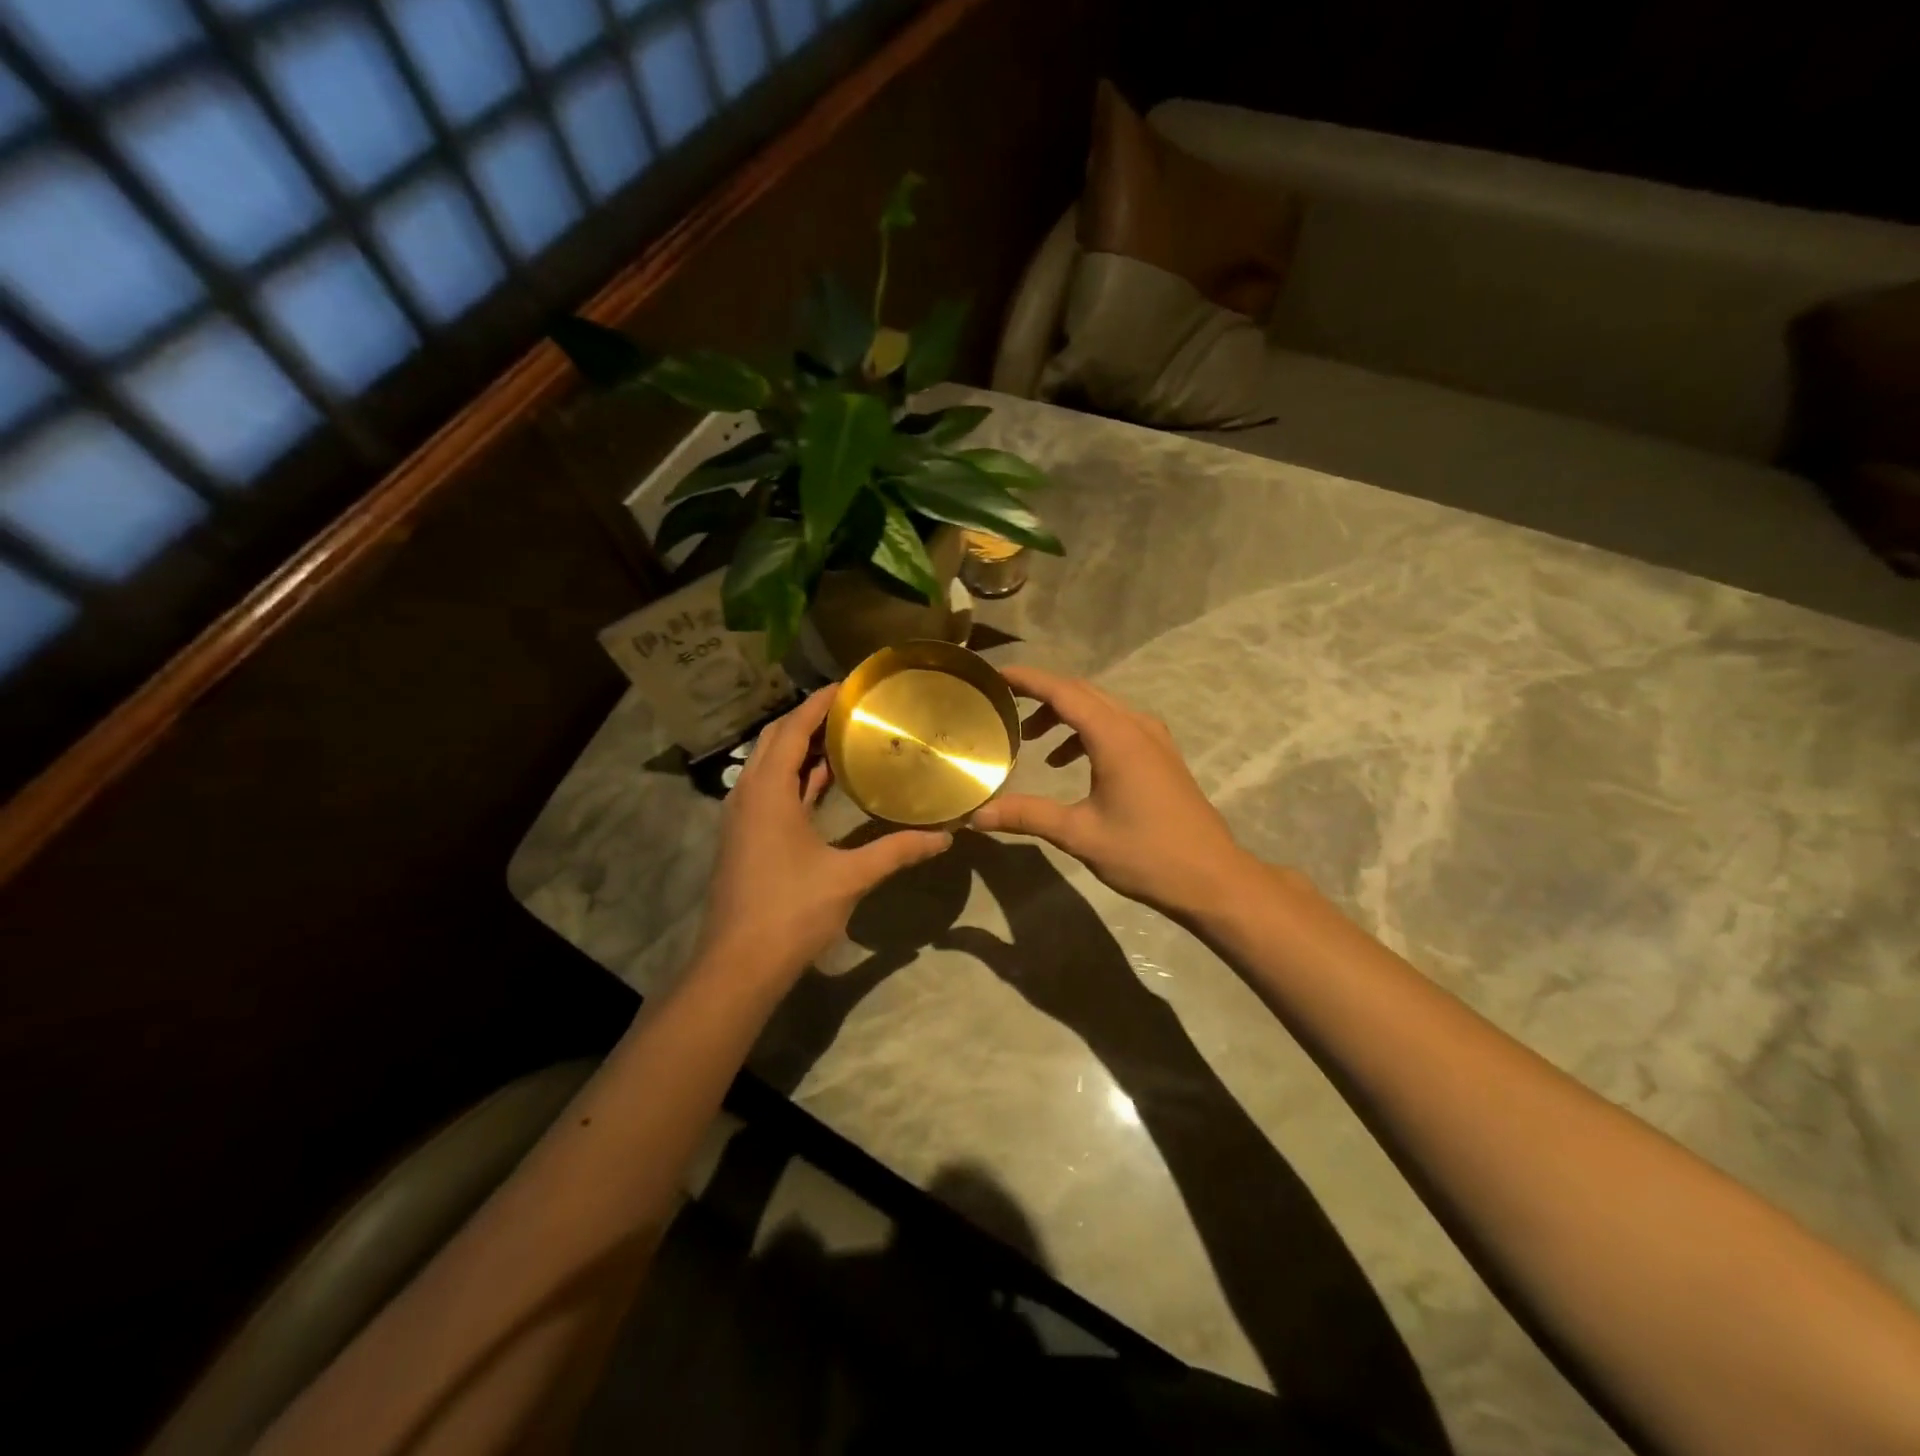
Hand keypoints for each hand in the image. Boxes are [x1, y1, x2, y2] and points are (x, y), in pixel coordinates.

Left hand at [693, 686, 952, 991]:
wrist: (738, 965)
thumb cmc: (790, 912)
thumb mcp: (849, 878)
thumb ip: (897, 851)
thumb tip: (945, 837)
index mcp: (768, 792)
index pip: (792, 729)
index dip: (818, 702)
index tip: (848, 684)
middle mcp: (747, 794)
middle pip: (775, 740)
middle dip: (808, 719)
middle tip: (851, 709)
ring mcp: (741, 817)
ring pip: (768, 765)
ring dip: (800, 748)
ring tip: (842, 736)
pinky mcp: (743, 838)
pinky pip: (768, 790)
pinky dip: (794, 777)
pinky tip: (823, 782)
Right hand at [969, 666, 1253, 919]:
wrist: (1212, 878)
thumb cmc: (1145, 853)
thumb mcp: (1080, 834)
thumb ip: (1027, 816)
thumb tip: (976, 816)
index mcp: (1116, 737)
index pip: (1063, 692)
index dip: (1028, 679)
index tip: (995, 675)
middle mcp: (1136, 726)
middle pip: (1082, 693)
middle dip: (1041, 694)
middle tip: (1003, 703)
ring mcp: (1154, 739)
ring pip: (1100, 709)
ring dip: (1064, 715)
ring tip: (1031, 739)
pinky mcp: (1161, 756)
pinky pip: (1116, 726)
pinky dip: (1086, 732)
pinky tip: (1069, 762)